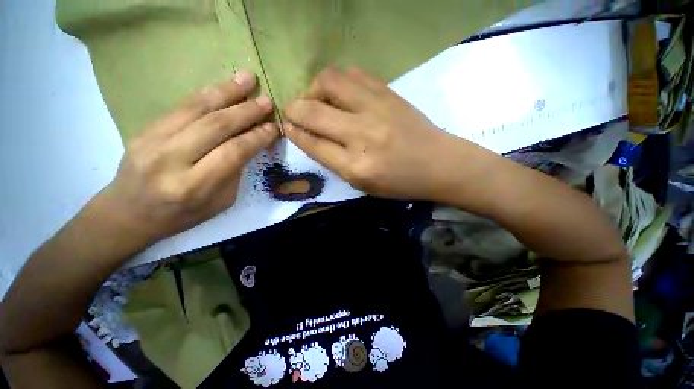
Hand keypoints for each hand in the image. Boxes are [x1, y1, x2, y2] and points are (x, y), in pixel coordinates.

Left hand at [98, 70, 278, 242]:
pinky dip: (206, 94)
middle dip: (246, 111)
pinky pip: (181, 106)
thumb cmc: (182, 214)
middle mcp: (171, 160)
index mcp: (194, 185)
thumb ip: (235, 171)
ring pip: (196, 109)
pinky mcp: (144, 129)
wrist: (129, 212)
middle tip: (266, 101)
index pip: (233, 152)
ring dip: (226, 92)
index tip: (273, 127)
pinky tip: (223, 87)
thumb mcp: (220, 201)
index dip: (256, 137)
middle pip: (215, 126)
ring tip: (247, 79)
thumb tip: (249, 142)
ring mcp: (152, 141)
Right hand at [283, 67, 465, 199]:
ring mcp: (376, 108)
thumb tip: (308, 136)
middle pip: (312, 111)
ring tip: (317, 100)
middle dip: (293, 109)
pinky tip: (340, 94)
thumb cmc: (399, 182)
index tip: (287, 126)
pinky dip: (338, 81)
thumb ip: (333, 161)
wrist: (439, 164)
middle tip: (293, 112)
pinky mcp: (388, 93)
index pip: (312, 142)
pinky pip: (352, 74)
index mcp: (355, 166)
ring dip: (313, 89)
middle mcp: (361, 134)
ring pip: (329, 81)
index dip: (294, 132)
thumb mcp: (362, 183)